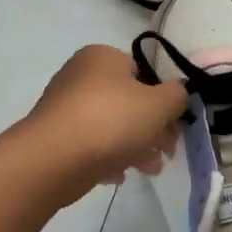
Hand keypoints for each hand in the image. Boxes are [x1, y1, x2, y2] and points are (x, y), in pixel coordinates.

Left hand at [23, 45, 188, 199]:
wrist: (54, 159)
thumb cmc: (111, 121)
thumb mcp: (159, 104)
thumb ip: (177, 95)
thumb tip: (177, 93)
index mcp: (103, 57)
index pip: (143, 73)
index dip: (164, 99)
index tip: (176, 125)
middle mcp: (80, 75)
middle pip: (129, 101)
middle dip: (152, 128)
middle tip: (167, 152)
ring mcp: (64, 107)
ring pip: (111, 125)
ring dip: (135, 146)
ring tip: (149, 169)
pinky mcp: (55, 136)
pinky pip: (91, 144)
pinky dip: (108, 157)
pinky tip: (118, 175)